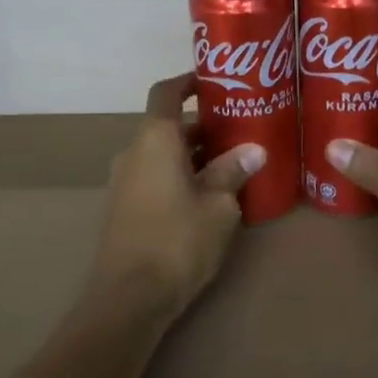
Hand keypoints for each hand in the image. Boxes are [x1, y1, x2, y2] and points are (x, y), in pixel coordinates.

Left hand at [85, 72, 266, 317]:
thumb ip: (232, 171)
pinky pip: (155, 176)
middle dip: (203, 125)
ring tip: (232, 162)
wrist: (128, 298)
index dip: (188, 80)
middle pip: (168, 125)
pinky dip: (180, 174)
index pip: (166, 92)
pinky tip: (208, 195)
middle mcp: (134, 152)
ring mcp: (124, 181)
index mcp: (155, 139)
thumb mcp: (218, 206)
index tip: (214, 79)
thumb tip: (254, 150)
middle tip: (241, 129)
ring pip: (162, 153)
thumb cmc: (178, 240)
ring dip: (193, 153)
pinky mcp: (124, 208)